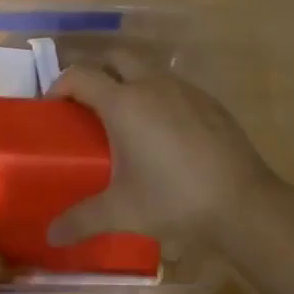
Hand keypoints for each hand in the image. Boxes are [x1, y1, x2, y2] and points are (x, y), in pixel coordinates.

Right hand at [47, 54, 281, 245]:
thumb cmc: (174, 200)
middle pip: (116, 58)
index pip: (80, 75)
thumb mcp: (121, 212)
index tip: (53, 107)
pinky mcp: (210, 102)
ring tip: (125, 120)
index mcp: (124, 103)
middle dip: (97, 72)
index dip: (60, 85)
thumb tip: (51, 236)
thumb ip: (81, 220)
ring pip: (148, 70)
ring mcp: (186, 90)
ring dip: (130, 82)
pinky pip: (174, 88)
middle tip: (87, 105)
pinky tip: (164, 133)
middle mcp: (153, 85)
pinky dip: (159, 97)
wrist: (242, 203)